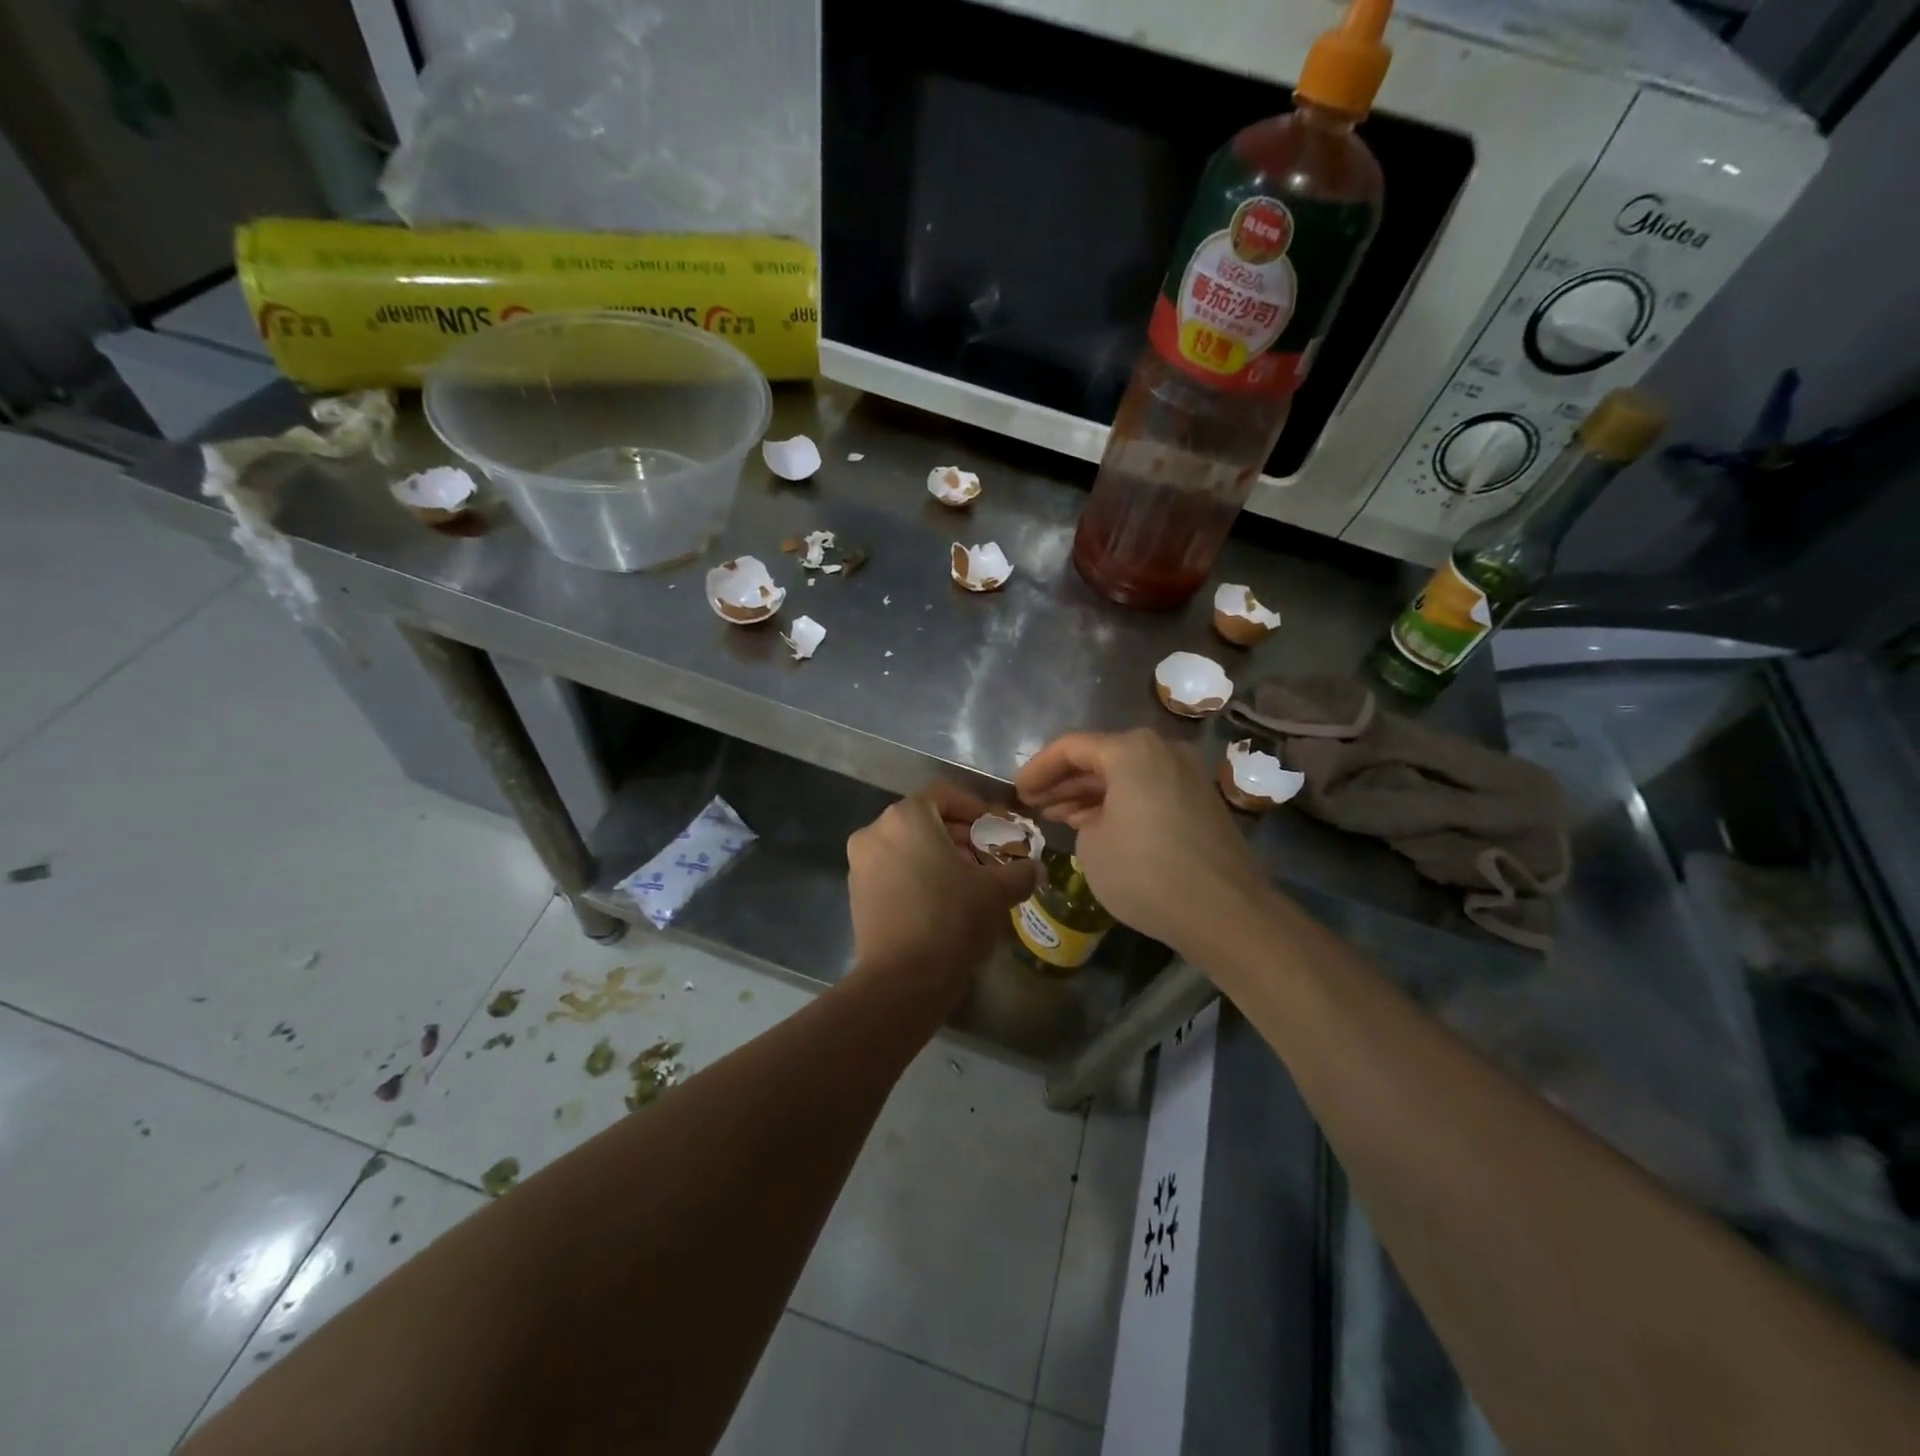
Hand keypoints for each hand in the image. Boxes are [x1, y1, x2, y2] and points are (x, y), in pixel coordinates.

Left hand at [845, 781, 1039, 1001]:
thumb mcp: (996, 891)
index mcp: (906, 817)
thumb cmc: (951, 919)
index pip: (945, 794)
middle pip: (925, 820)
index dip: (976, 808)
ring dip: (940, 856)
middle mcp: (875, 831)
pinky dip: (918, 875)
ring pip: (908, 846)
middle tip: (989, 857)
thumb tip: (1035, 868)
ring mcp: (860, 863)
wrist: (901, 980)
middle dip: (960, 835)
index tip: (997, 829)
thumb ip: (1020, 871)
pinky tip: (943, 901)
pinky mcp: (856, 893)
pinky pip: (893, 869)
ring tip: (970, 881)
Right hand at [1017, 729, 1268, 961]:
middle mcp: (1162, 750)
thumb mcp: (1091, 844)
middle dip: (1063, 780)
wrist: (1225, 912)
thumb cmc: (1145, 871)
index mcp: (1132, 749)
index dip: (1038, 768)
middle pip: (1100, 757)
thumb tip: (1099, 818)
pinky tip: (1093, 824)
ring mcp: (1186, 774)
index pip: (1071, 747)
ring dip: (1089, 793)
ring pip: (1125, 775)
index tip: (1016, 791)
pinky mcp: (1199, 802)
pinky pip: (1147, 791)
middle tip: (1033, 802)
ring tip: (1056, 815)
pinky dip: (1118, 803)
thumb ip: (1083, 817)